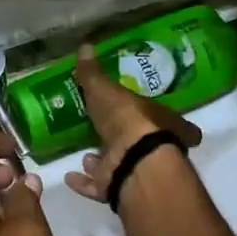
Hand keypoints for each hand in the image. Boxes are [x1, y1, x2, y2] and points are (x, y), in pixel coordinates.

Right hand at [65, 46, 203, 204]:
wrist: (132, 160)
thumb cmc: (127, 118)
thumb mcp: (106, 90)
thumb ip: (93, 74)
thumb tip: (85, 46)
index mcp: (159, 121)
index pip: (166, 119)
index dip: (159, 118)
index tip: (151, 117)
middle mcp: (153, 148)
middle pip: (140, 144)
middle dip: (121, 139)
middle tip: (103, 133)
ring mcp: (135, 170)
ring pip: (119, 165)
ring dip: (102, 161)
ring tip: (85, 155)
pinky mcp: (117, 189)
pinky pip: (99, 185)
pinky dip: (85, 182)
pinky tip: (70, 175)